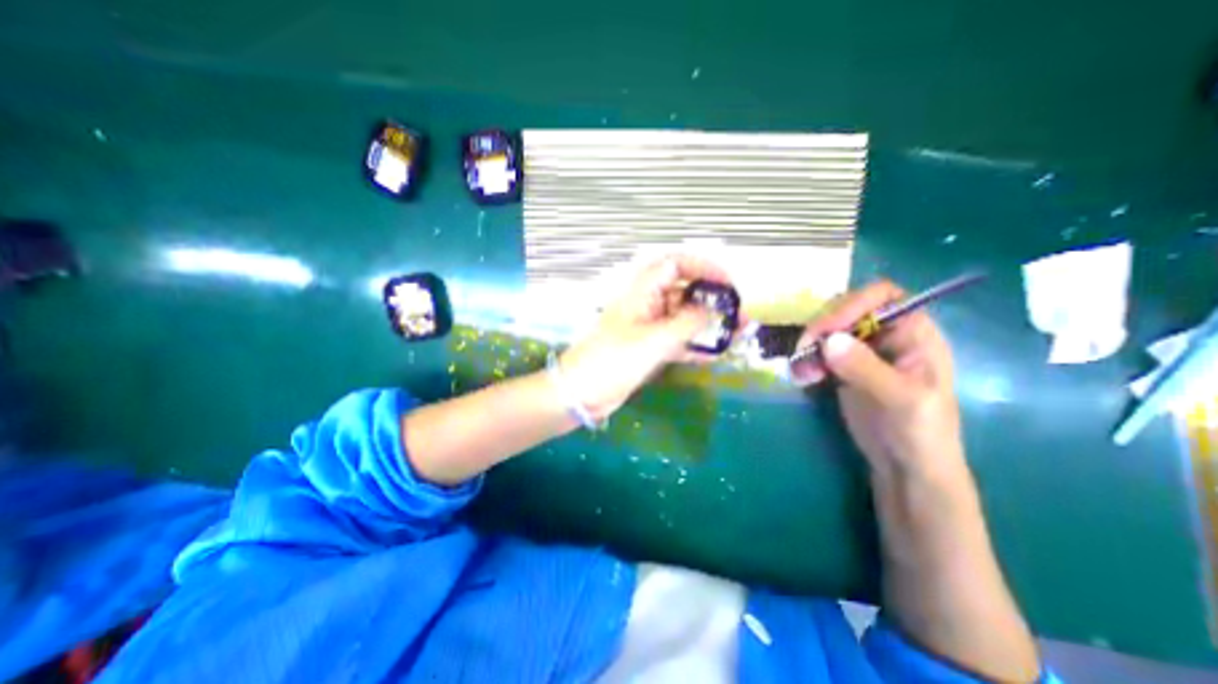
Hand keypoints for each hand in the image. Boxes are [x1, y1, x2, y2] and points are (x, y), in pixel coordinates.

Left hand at [557, 254, 737, 418]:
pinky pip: (677, 340)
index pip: (675, 264)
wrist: (582, 393)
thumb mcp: (653, 341)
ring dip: (708, 323)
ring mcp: (648, 327)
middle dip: (712, 299)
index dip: (703, 267)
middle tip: (738, 312)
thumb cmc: (612, 361)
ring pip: (683, 317)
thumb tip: (713, 311)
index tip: (727, 283)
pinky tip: (716, 353)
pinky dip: (695, 344)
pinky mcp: (649, 348)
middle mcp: (646, 304)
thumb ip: (687, 324)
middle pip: (684, 291)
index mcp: (641, 292)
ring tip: (738, 332)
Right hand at [797, 281, 966, 479]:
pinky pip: (818, 351)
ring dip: (808, 346)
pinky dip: (805, 360)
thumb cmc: (921, 432)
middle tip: (803, 349)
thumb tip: (829, 341)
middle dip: (821, 327)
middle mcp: (886, 334)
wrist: (907, 466)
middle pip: (846, 309)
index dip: (853, 304)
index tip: (827, 329)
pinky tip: (802, 378)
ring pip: (827, 330)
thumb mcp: (902, 400)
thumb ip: (866, 368)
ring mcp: (862, 351)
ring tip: (800, 371)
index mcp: (913, 332)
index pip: (882, 295)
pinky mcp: (842, 367)